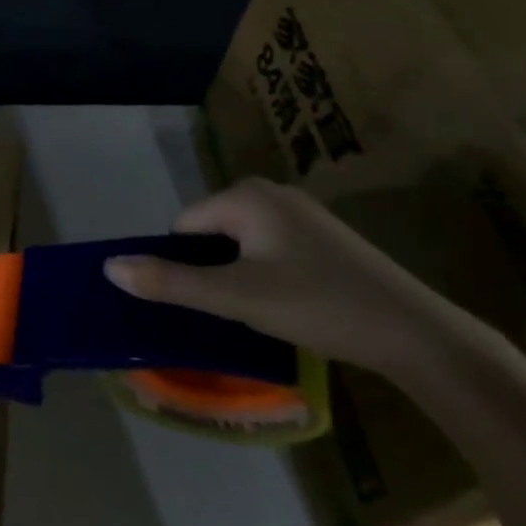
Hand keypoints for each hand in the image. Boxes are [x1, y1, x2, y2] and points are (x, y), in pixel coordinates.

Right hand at [103, 176, 466, 377]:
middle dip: (213, 271)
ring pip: (240, 244)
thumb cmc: (318, 305)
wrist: (416, 333)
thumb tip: (109, 267)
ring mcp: (300, 212)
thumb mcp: (236, 297)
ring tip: (263, 312)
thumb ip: (170, 282)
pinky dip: (266, 275)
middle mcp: (270, 192)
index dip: (187, 267)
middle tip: (238, 310)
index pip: (183, 226)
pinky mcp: (322, 236)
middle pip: (210, 233)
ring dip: (239, 276)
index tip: (212, 302)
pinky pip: (269, 249)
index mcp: (245, 195)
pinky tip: (291, 305)